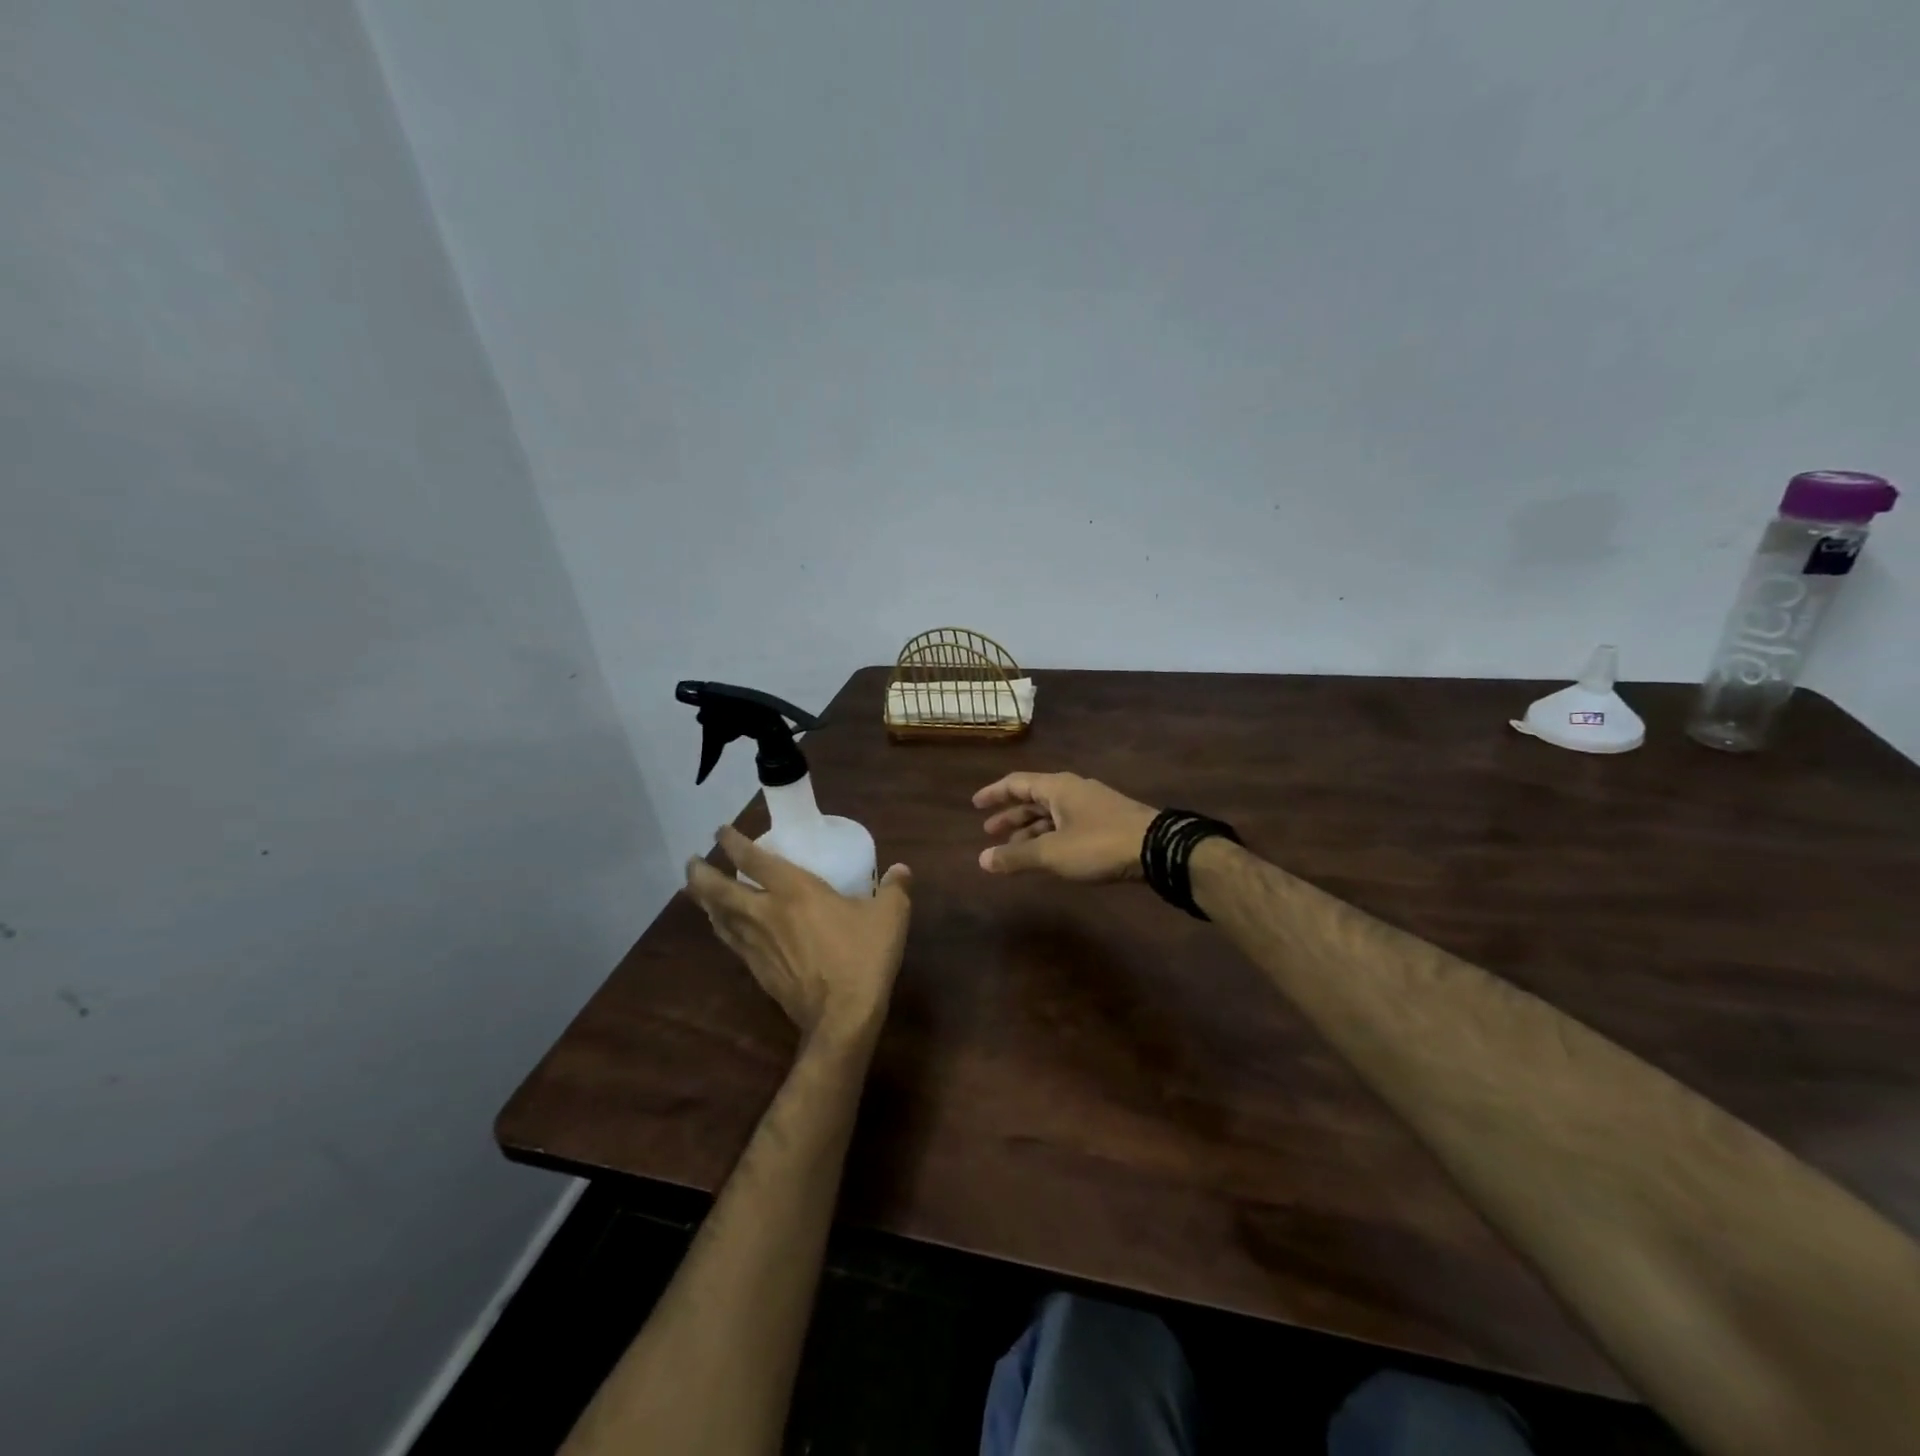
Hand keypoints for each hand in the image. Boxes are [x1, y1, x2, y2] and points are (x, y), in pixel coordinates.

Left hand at [686, 826, 912, 1044]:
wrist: (842, 1016)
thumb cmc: (863, 957)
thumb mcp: (890, 916)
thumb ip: (895, 888)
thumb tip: (901, 870)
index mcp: (794, 891)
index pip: (754, 859)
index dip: (733, 841)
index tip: (720, 831)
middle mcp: (766, 913)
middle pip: (720, 889)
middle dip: (701, 874)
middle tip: (691, 862)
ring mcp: (758, 944)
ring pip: (719, 917)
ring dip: (704, 901)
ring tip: (697, 891)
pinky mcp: (758, 971)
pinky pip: (731, 941)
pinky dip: (721, 927)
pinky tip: (723, 928)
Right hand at [974, 772, 1158, 881]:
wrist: (1157, 849)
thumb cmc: (1098, 844)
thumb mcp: (1052, 853)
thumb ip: (1016, 856)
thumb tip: (982, 860)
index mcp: (1057, 787)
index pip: (1016, 783)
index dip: (994, 794)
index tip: (975, 805)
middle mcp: (1073, 790)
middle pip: (1034, 798)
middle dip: (1011, 816)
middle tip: (990, 832)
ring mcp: (1092, 805)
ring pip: (1052, 814)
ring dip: (1031, 829)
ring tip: (1014, 850)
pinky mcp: (1107, 822)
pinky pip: (1068, 825)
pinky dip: (1050, 837)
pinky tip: (1048, 854)